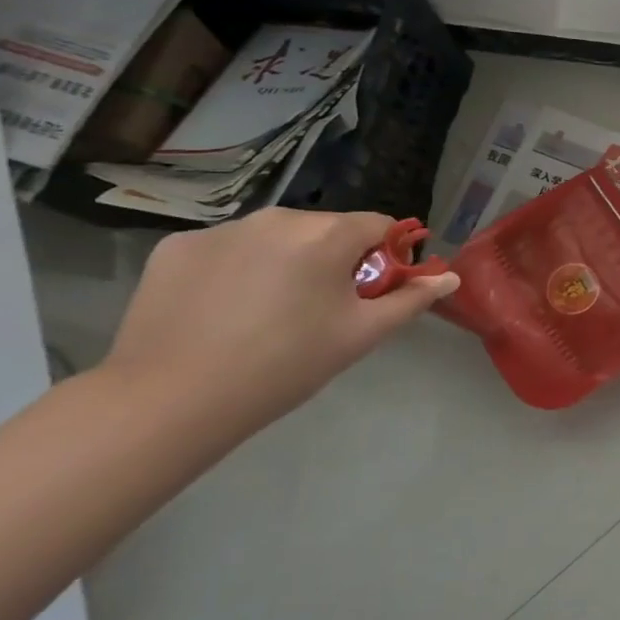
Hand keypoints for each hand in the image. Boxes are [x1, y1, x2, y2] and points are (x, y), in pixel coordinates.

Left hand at [100, 208, 460, 438]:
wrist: (168, 402)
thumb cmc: (283, 366)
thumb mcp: (360, 335)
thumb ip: (410, 299)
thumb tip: (451, 277)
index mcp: (326, 234)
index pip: (378, 225)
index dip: (384, 256)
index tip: (370, 292)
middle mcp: (276, 217)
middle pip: (326, 229)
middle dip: (333, 258)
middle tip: (319, 309)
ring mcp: (221, 229)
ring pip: (276, 237)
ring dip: (285, 260)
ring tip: (266, 312)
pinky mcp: (177, 247)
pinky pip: (227, 248)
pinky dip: (236, 268)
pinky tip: (222, 309)